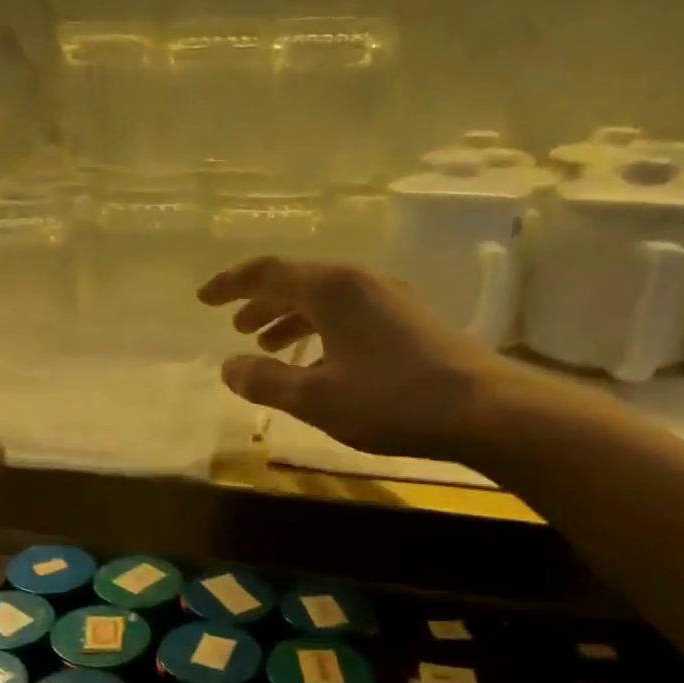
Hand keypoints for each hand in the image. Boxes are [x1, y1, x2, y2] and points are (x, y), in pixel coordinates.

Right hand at [199, 256, 534, 461]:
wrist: (480, 408)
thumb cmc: (390, 399)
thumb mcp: (316, 398)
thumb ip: (266, 381)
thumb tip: (227, 367)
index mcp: (331, 288)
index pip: (268, 273)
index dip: (230, 285)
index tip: (203, 298)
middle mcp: (359, 282)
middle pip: (297, 282)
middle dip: (260, 303)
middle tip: (235, 328)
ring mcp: (388, 299)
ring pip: (324, 301)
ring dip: (289, 320)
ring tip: (267, 347)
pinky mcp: (407, 321)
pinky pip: (347, 316)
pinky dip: (319, 332)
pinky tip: (316, 362)